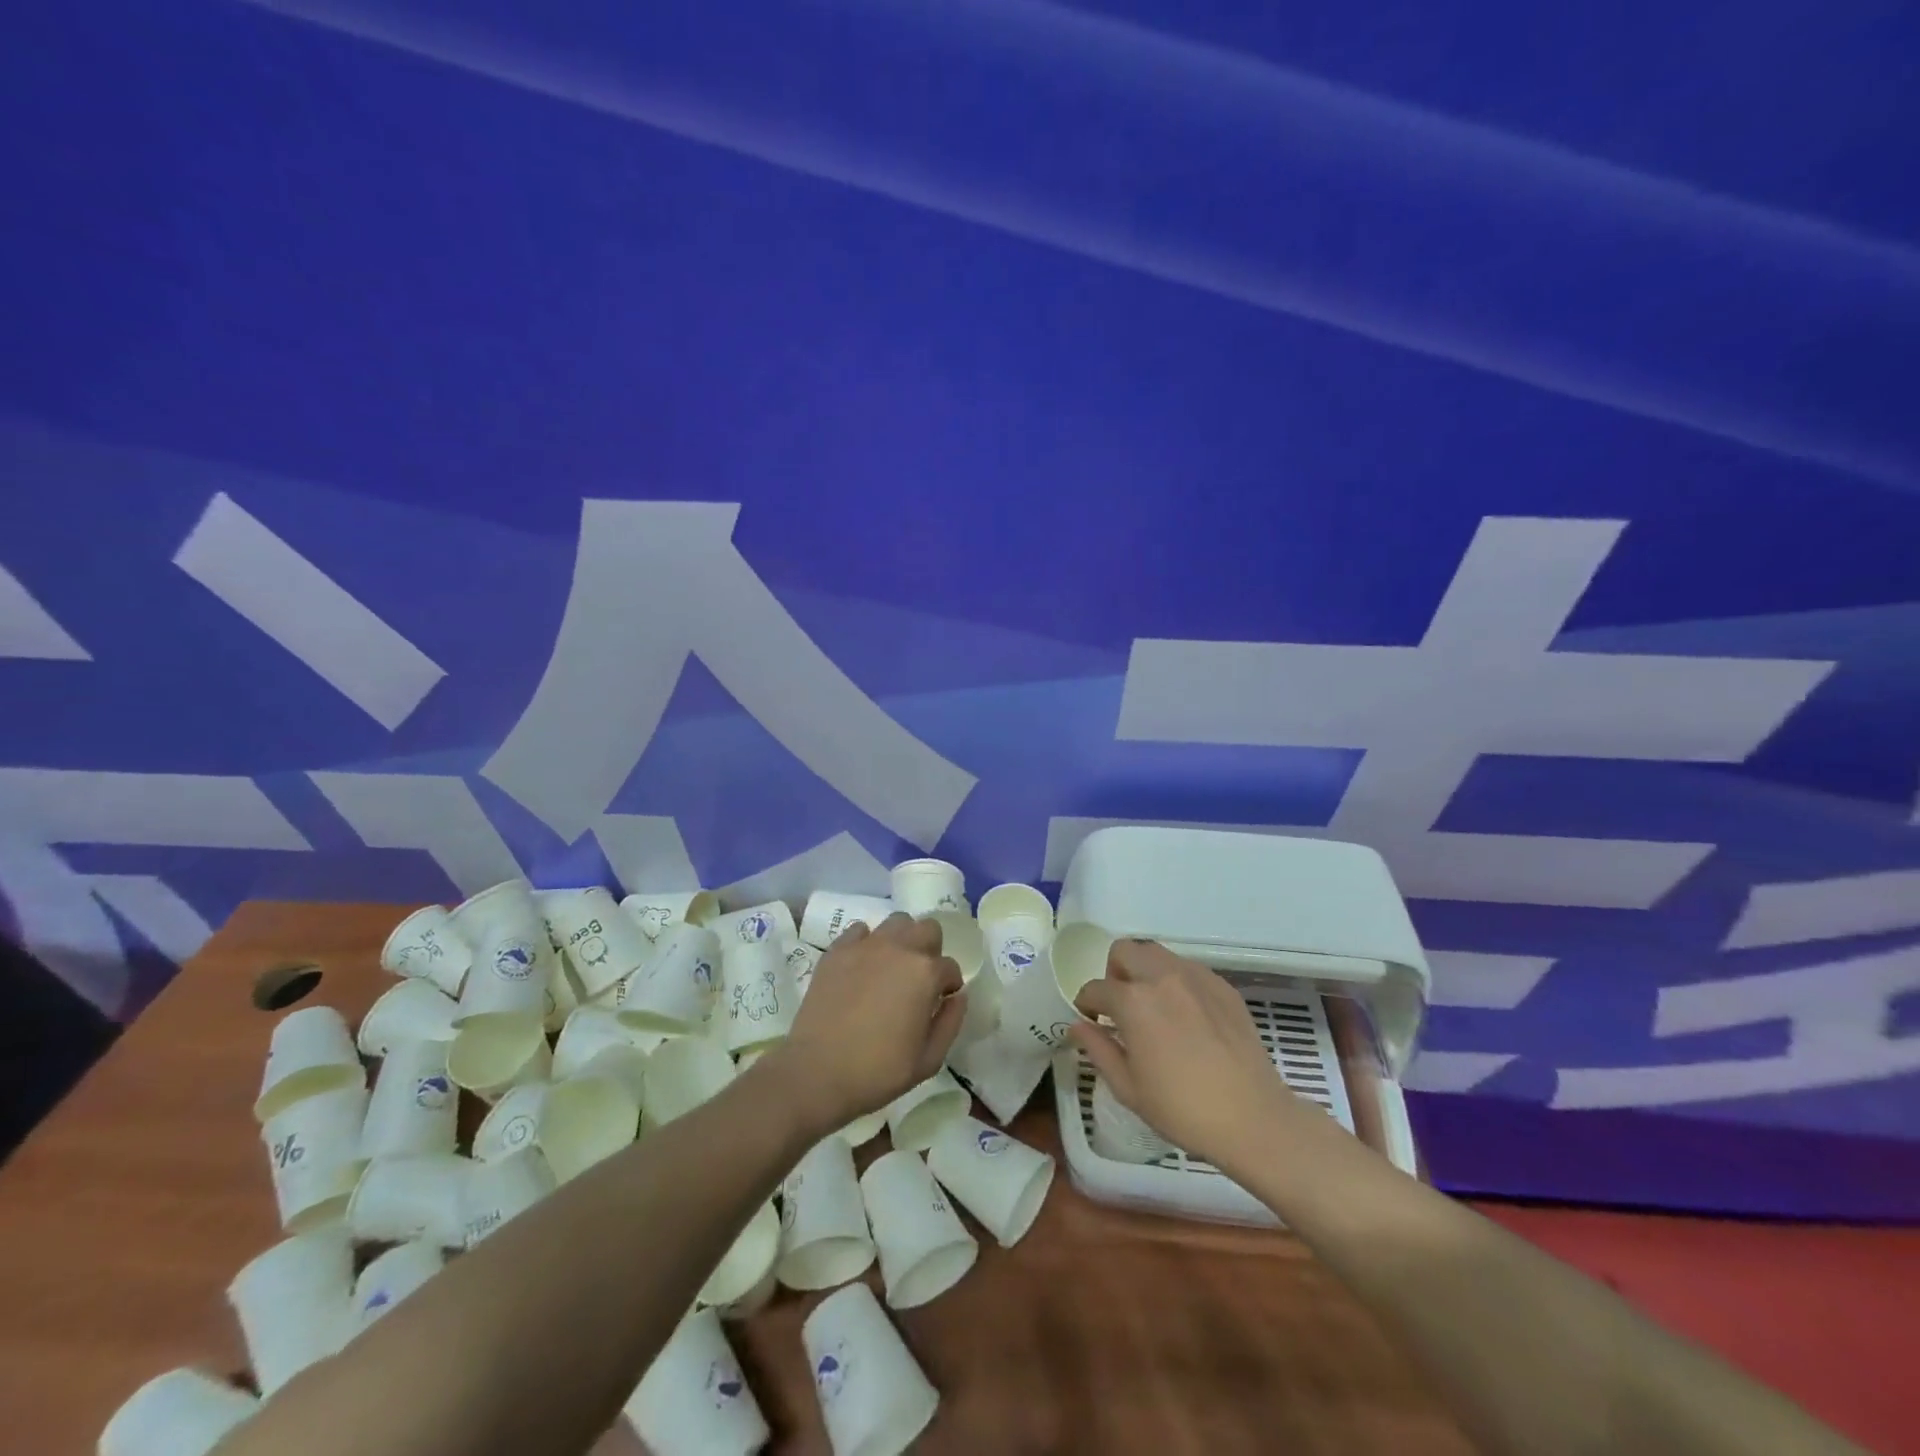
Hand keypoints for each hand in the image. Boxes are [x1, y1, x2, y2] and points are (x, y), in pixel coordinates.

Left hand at [771, 913, 965, 1133]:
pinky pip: (860, 931)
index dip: (948, 986)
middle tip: (920, 979)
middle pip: (928, 928)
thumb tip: (957, 996)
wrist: (817, 1072)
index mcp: (925, 973)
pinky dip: (867, 943)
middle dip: (931, 950)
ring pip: (896, 922)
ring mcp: (865, 945)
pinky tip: (863, 967)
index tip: (940, 1002)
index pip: (950, 967)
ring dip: (902, 940)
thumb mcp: (929, 1060)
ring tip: (892, 968)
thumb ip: (951, 1022)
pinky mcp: (837, 950)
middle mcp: (899, 948)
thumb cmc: (878, 1071)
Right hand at [1070, 940, 1303, 1168]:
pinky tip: (1185, 1015)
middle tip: (1120, 1006)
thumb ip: (1098, 1049)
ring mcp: (1195, 977)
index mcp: (1133, 1001)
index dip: (1086, 1003)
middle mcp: (1161, 977)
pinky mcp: (1222, 986)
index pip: (1096, 988)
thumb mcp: (1128, 1088)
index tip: (1091, 1020)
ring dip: (1144, 971)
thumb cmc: (1182, 1109)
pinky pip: (1188, 969)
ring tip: (1152, 1006)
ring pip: (1157, 953)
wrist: (1253, 1118)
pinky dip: (1176, 982)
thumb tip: (1079, 1026)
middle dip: (1114, 973)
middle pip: (1124, 951)